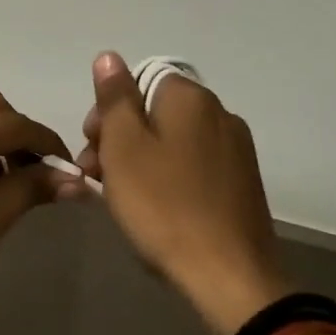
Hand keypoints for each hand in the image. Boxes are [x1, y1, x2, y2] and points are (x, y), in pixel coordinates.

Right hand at [78, 53, 290, 334]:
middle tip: (97, 175)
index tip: (92, 147)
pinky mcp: (242, 184)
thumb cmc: (163, 204)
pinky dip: (169, 178)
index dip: (108, 111)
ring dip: (141, 160)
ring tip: (121, 198)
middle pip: (154, 111)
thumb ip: (115, 97)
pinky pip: (194, 166)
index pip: (137, 82)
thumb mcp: (123, 146)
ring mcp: (236, 150)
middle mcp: (219, 114)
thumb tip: (109, 56)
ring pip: (173, 141)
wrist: (229, 277)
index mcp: (190, 98)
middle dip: (120, 137)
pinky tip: (156, 209)